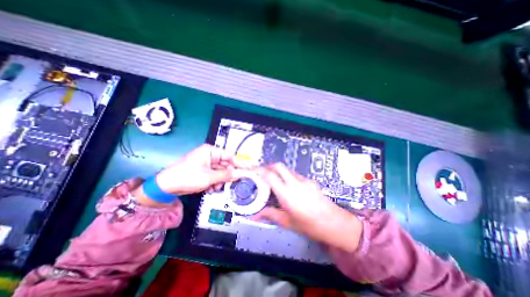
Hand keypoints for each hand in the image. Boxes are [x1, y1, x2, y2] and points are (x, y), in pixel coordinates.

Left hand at [153, 144, 243, 194]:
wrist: (166, 187)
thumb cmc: (186, 177)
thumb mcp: (208, 177)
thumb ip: (225, 175)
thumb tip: (239, 174)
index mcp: (210, 151)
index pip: (230, 155)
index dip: (239, 163)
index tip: (248, 170)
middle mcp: (210, 155)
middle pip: (226, 164)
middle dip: (228, 175)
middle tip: (233, 183)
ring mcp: (207, 163)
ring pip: (221, 171)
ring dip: (221, 180)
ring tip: (216, 187)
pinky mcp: (204, 170)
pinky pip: (215, 175)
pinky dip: (215, 182)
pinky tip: (211, 188)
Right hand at [253, 164, 361, 251]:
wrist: (335, 223)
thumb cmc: (310, 225)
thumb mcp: (287, 222)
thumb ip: (270, 215)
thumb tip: (255, 215)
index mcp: (287, 194)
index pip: (270, 176)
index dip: (259, 171)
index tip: (252, 171)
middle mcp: (295, 183)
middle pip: (278, 166)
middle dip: (268, 166)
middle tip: (261, 173)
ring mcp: (304, 180)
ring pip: (286, 169)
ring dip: (278, 171)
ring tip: (272, 180)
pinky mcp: (309, 180)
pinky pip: (294, 174)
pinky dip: (286, 176)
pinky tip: (287, 186)